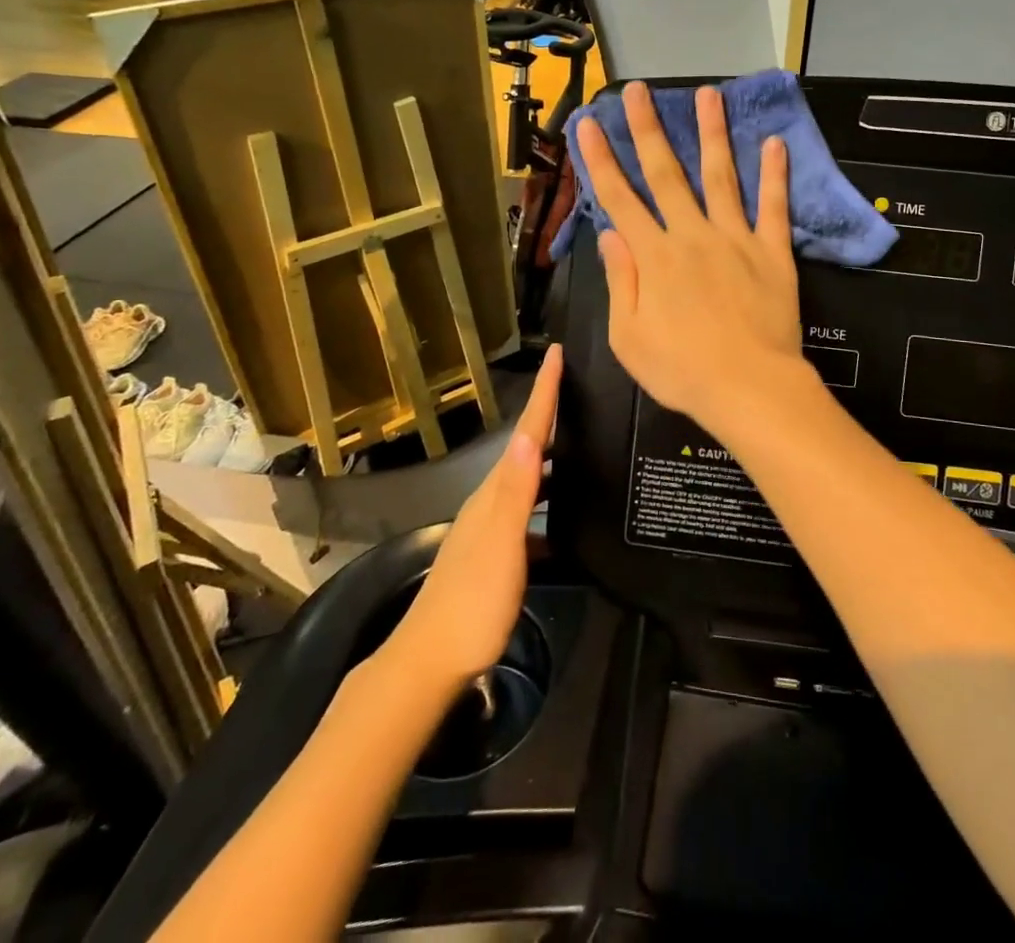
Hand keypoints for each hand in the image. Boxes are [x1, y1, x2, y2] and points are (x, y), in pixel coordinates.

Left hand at [386, 347, 560, 687]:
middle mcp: (490, 502)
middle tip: (581, 388)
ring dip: (553, 457)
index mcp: (494, 493)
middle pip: (528, 448)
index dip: (544, 392)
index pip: (526, 433)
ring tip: (584, 443)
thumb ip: (517, 492)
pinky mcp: (496, 555)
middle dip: (551, 414)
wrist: (430, 663)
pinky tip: (567, 517)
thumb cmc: (472, 602)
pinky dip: (550, 502)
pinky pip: (530, 513)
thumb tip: (533, 435)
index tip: (557, 351)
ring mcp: (490, 529)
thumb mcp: (500, 544)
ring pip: (529, 480)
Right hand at [574, 82, 805, 433]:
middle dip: (648, 129)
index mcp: (653, 257)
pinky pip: (774, 207)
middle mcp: (691, 236)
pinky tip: (774, 143)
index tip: (588, 123)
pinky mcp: (772, 252)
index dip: (600, 159)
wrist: (749, 388)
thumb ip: (621, 281)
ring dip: (712, 134)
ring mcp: (735, 239)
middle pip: (666, 173)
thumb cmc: (682, 371)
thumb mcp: (628, 337)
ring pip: (720, 176)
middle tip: (641, 91)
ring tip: (708, 94)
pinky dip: (774, 175)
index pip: (619, 199)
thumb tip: (610, 234)